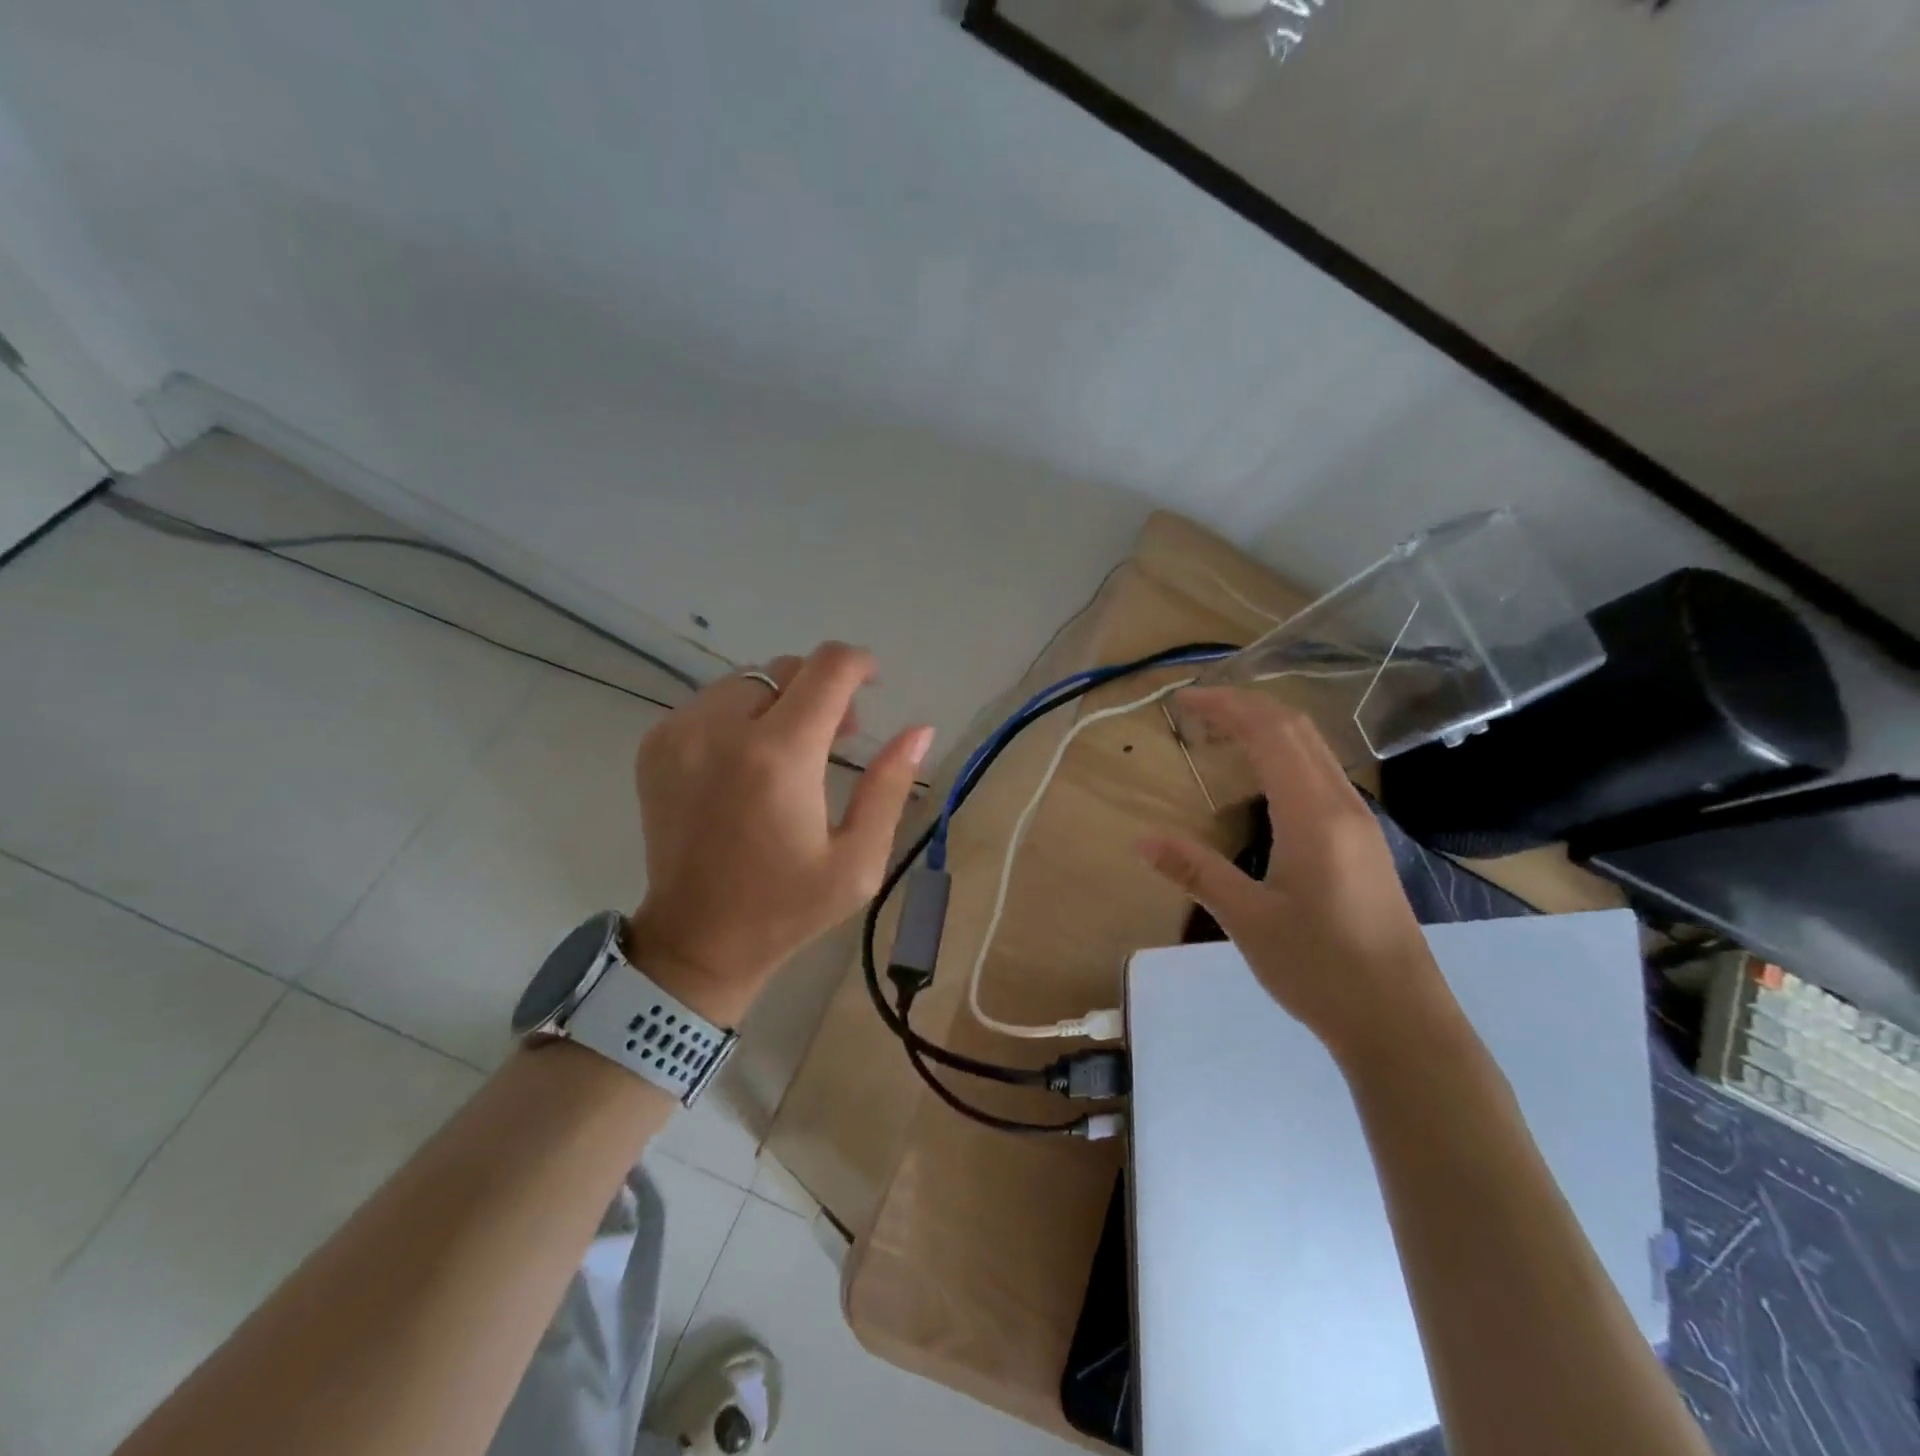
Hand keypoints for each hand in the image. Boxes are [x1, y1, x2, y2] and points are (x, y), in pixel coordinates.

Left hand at [627, 642, 933, 1024]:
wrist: (695, 941)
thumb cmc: (787, 908)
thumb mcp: (858, 861)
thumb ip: (889, 786)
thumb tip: (919, 729)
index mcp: (778, 757)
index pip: (827, 668)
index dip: (859, 665)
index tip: (872, 684)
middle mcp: (721, 730)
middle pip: (787, 668)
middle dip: (822, 688)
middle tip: (838, 736)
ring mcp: (679, 734)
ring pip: (748, 680)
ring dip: (781, 700)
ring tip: (793, 749)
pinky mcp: (655, 745)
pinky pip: (712, 702)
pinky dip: (742, 715)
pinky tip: (750, 760)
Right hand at [1138, 687, 1460, 1067]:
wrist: (1401, 1022)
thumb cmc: (1320, 968)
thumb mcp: (1247, 919)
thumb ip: (1196, 871)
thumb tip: (1142, 841)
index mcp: (1313, 814)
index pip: (1270, 732)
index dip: (1226, 706)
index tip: (1184, 701)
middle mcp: (1342, 804)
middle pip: (1296, 728)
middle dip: (1245, 707)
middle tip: (1196, 711)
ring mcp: (1360, 823)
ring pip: (1313, 749)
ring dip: (1267, 729)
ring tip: (1220, 736)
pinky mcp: (1364, 843)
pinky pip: (1321, 775)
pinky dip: (1284, 757)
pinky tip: (1261, 783)